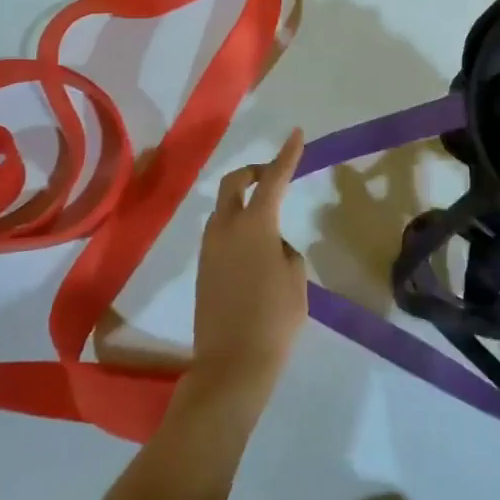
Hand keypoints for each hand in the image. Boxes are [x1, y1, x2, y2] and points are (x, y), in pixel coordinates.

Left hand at [189, 129, 308, 402]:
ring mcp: (209, 249)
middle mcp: (225, 228)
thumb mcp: (295, 278)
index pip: (273, 179)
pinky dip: (236, 226)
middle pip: (233, 183)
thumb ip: (285, 250)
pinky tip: (254, 251)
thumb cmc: (275, 318)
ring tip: (268, 222)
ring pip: (223, 209)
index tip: (296, 133)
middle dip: (252, 172)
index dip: (287, 155)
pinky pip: (219, 233)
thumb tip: (271, 245)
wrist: (232, 365)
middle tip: (273, 176)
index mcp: (255, 225)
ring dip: (243, 202)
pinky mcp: (202, 270)